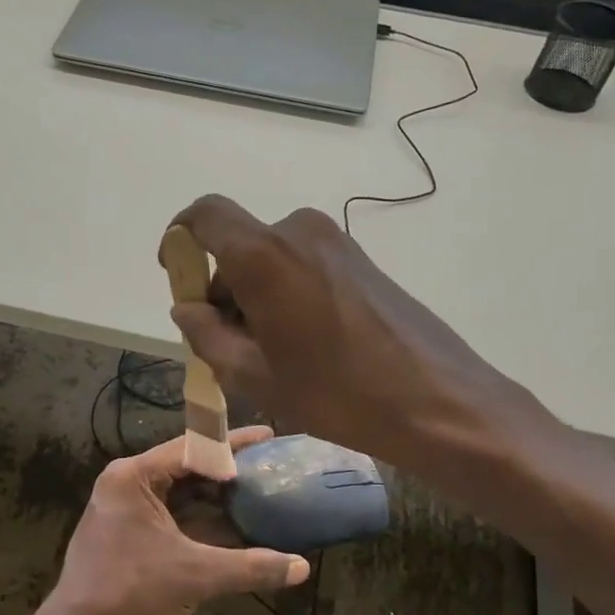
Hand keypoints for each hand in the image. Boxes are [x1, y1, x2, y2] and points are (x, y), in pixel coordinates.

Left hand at [39, 427, 308, 614]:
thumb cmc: (130, 594)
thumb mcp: (195, 576)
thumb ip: (250, 567)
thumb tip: (302, 567)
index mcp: (134, 477)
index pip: (193, 448)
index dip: (233, 444)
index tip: (268, 437)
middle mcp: (126, 484)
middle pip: (186, 468)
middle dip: (227, 471)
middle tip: (269, 468)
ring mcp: (124, 509)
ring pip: (179, 494)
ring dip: (215, 498)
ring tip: (258, 493)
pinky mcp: (127, 533)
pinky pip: (171, 515)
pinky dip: (200, 520)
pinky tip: (233, 526)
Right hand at [163, 197, 568, 491]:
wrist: (437, 400)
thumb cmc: (336, 392)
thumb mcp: (255, 375)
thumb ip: (206, 335)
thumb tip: (186, 309)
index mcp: (263, 254)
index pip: (204, 214)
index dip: (180, 238)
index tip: (176, 276)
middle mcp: (297, 231)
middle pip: (237, 246)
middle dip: (222, 289)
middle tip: (229, 345)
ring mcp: (334, 241)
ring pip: (270, 258)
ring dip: (255, 295)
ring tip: (272, 354)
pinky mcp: (359, 258)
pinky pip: (302, 264)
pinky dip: (286, 293)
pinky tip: (305, 343)